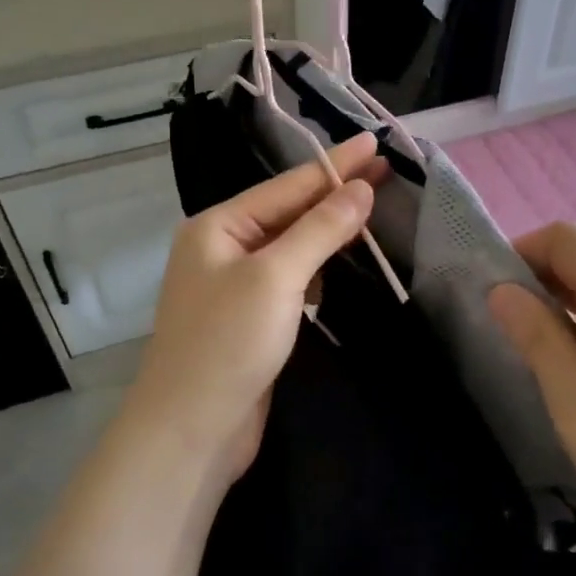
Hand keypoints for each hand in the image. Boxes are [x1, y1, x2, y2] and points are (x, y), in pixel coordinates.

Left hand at [128, 133, 384, 481]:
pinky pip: (291, 277)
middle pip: (289, 211)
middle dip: (335, 193)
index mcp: (217, 226)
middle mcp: (223, 248)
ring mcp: (236, 284)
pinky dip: (319, 265)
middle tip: (385, 171)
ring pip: (292, 245)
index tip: (375, 143)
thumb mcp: (276, 277)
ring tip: (373, 207)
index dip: (335, 165)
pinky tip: (344, 257)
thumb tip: (359, 190)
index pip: (288, 185)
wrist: (190, 431)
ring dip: (330, 229)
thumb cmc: (227, 343)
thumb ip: (319, 230)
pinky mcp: (251, 317)